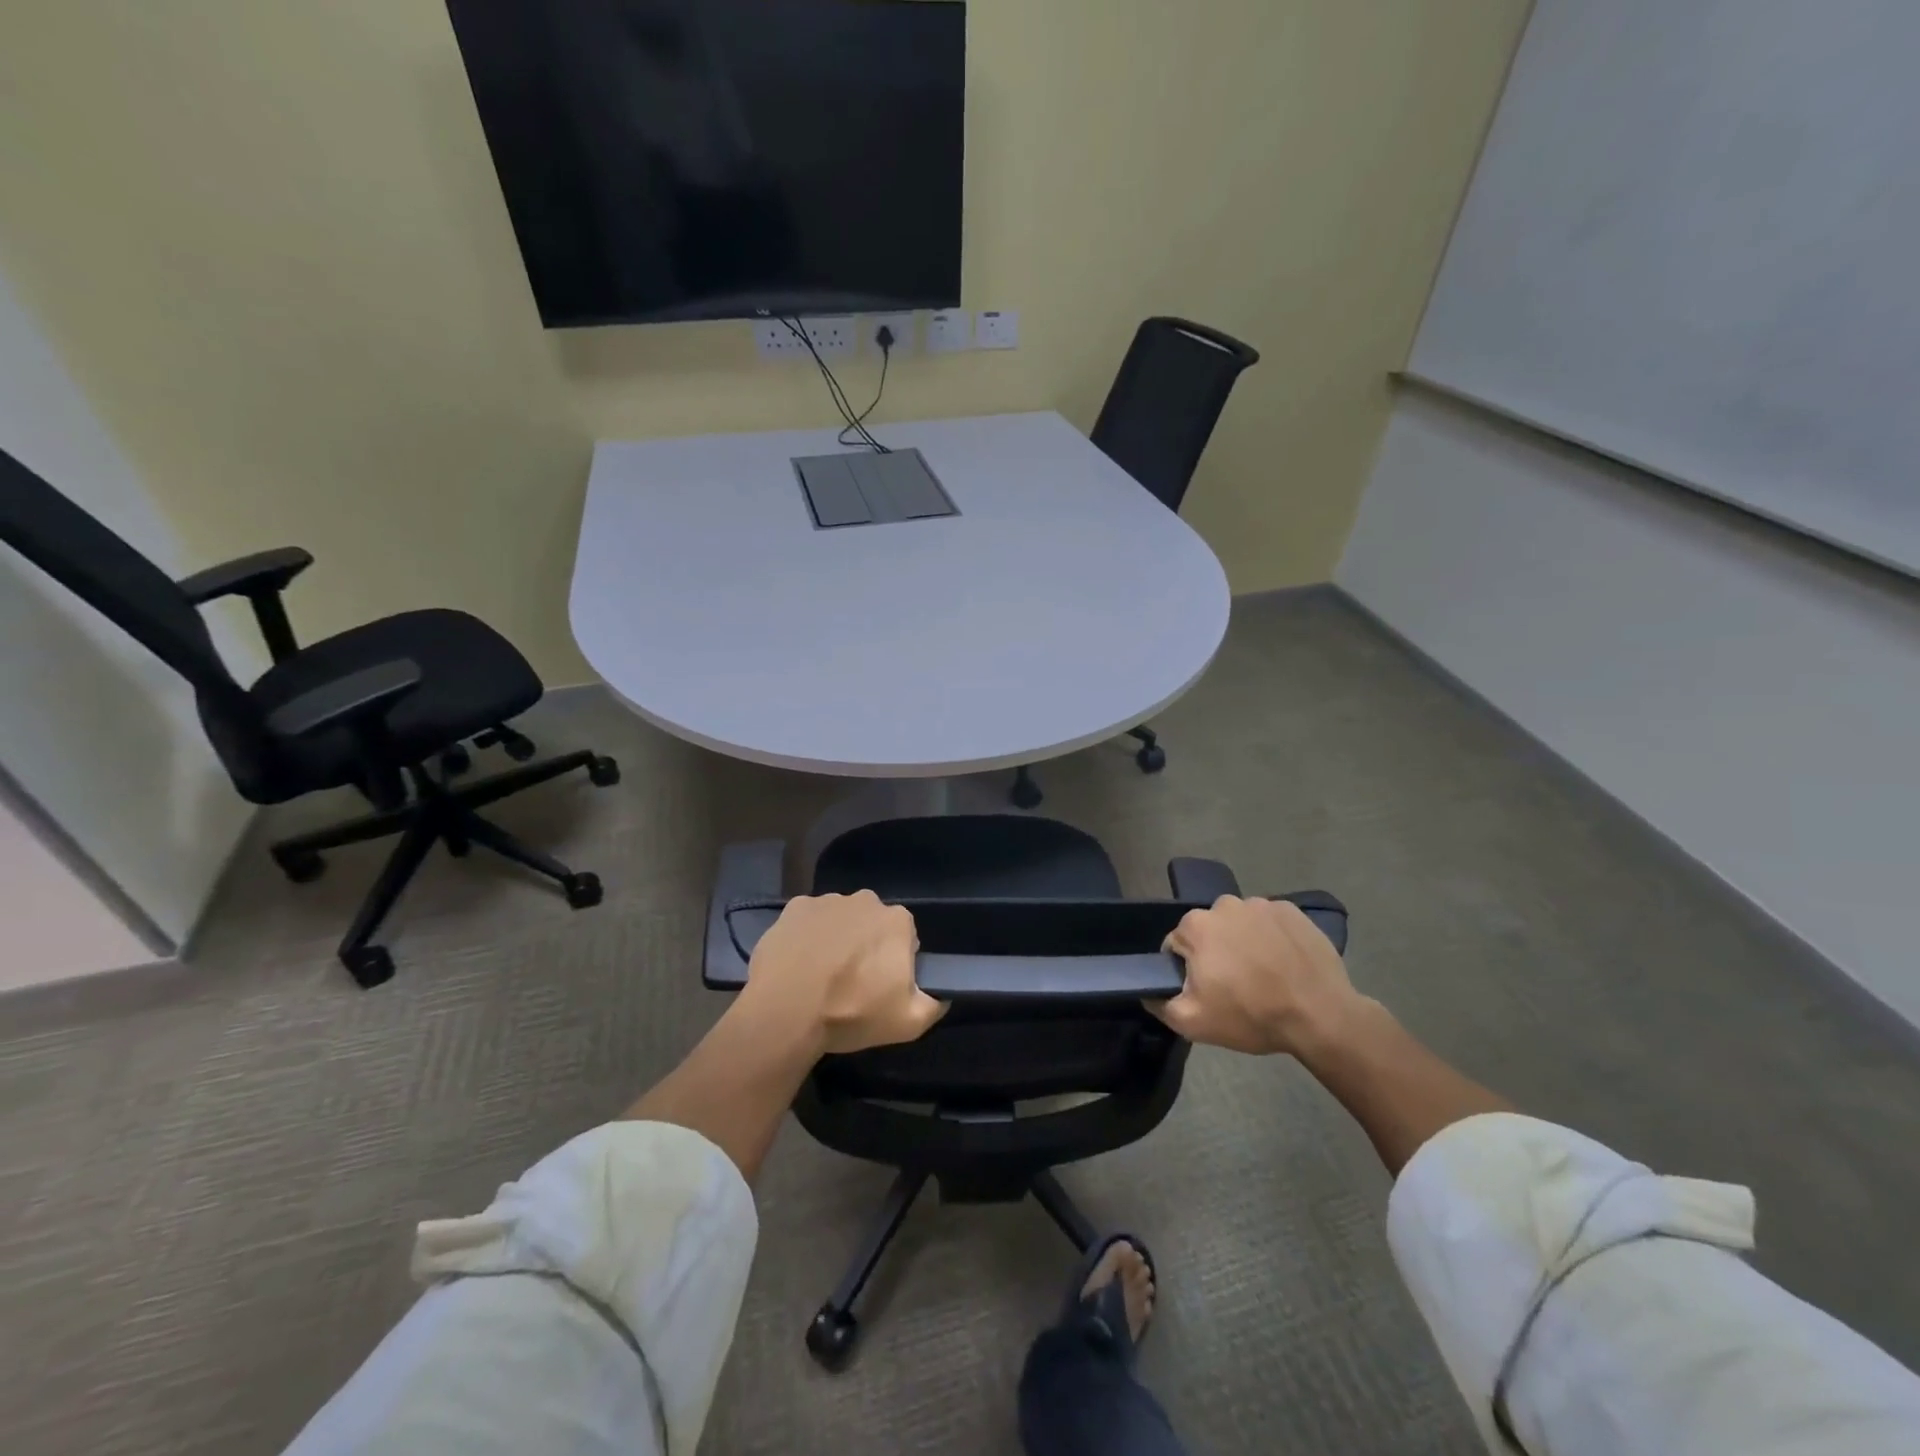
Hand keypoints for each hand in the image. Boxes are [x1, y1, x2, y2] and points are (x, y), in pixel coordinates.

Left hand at [742, 891, 947, 1055]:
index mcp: (897, 921)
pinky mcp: (793, 908)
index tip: (882, 986)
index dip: (895, 962)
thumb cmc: (852, 1012)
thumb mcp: (908, 1022)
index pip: (905, 937)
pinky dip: (806, 937)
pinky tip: (797, 964)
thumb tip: (941, 997)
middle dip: (866, 945)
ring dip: (836, 939)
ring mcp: (826, 901)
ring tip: (820, 976)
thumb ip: (933, 1005)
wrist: (786, 1011)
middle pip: (872, 924)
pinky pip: (808, 921)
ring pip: (839, 920)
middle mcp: (865, 901)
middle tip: (852, 982)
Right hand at [1149, 896, 1363, 1055]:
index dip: (1188, 971)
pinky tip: (1285, 965)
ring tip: (1264, 976)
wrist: (1321, 1016)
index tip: (1208, 992)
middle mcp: (1224, 904)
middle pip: (1209, 932)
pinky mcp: (1293, 911)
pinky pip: (1271, 923)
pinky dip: (1272, 939)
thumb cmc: (1251, 1015)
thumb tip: (1149, 991)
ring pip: (1240, 925)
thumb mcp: (1193, 1022)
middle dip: (1216, 953)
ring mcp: (1261, 905)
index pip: (1177, 946)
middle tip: (1236, 987)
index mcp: (1196, 925)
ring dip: (1244, 944)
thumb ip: (1159, 1004)